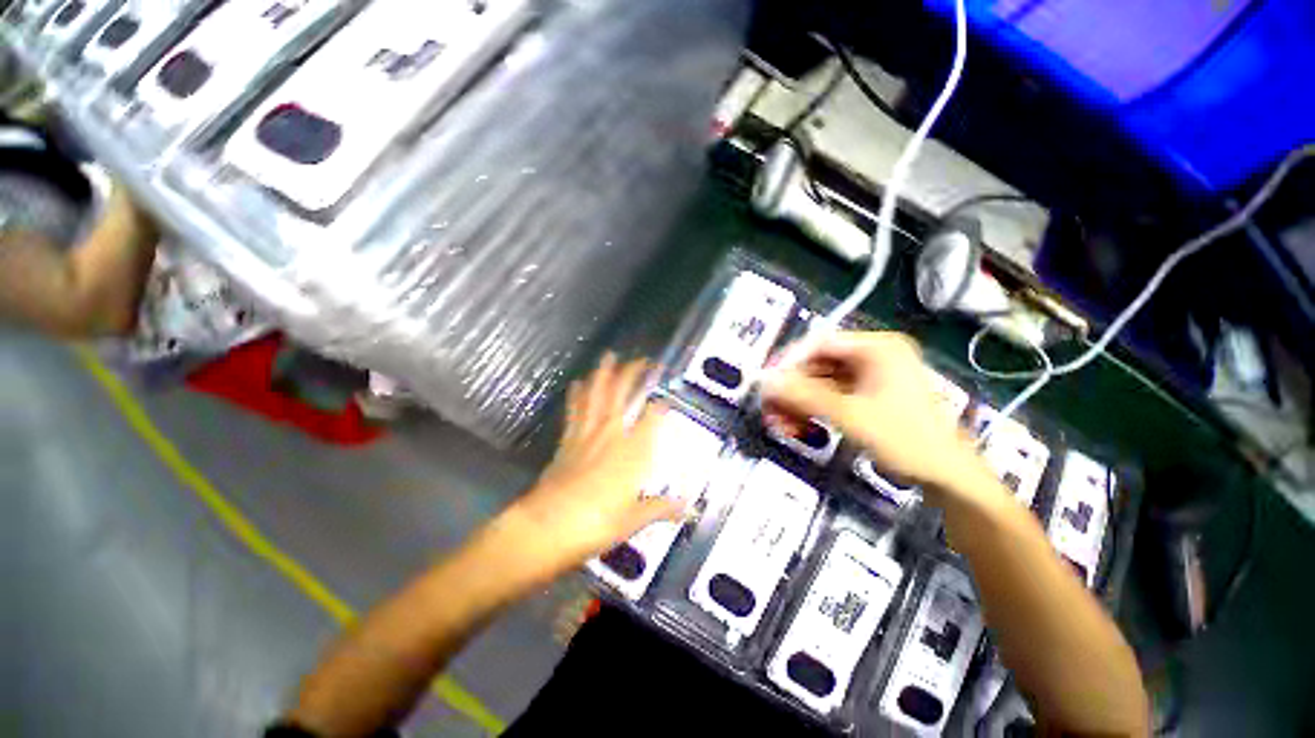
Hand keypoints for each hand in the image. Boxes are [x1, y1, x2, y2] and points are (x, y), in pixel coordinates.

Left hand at [499, 354, 682, 579]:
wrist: (548, 525)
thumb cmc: (596, 523)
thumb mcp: (634, 520)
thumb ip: (661, 508)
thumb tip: (686, 508)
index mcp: (634, 451)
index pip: (653, 417)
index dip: (661, 405)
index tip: (667, 399)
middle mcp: (612, 434)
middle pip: (623, 394)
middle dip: (633, 373)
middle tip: (642, 360)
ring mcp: (587, 433)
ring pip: (597, 395)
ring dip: (603, 374)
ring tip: (609, 356)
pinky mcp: (568, 440)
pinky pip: (574, 410)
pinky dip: (577, 395)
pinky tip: (577, 383)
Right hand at [762, 331, 980, 492]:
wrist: (949, 478)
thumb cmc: (904, 439)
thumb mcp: (848, 415)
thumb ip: (803, 395)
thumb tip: (764, 382)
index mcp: (877, 348)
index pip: (820, 343)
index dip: (789, 361)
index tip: (767, 383)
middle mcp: (874, 355)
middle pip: (819, 364)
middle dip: (792, 389)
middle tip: (770, 409)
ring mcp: (873, 376)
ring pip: (823, 382)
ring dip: (800, 402)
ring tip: (781, 424)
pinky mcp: (871, 395)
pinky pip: (833, 396)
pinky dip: (815, 410)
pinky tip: (799, 426)